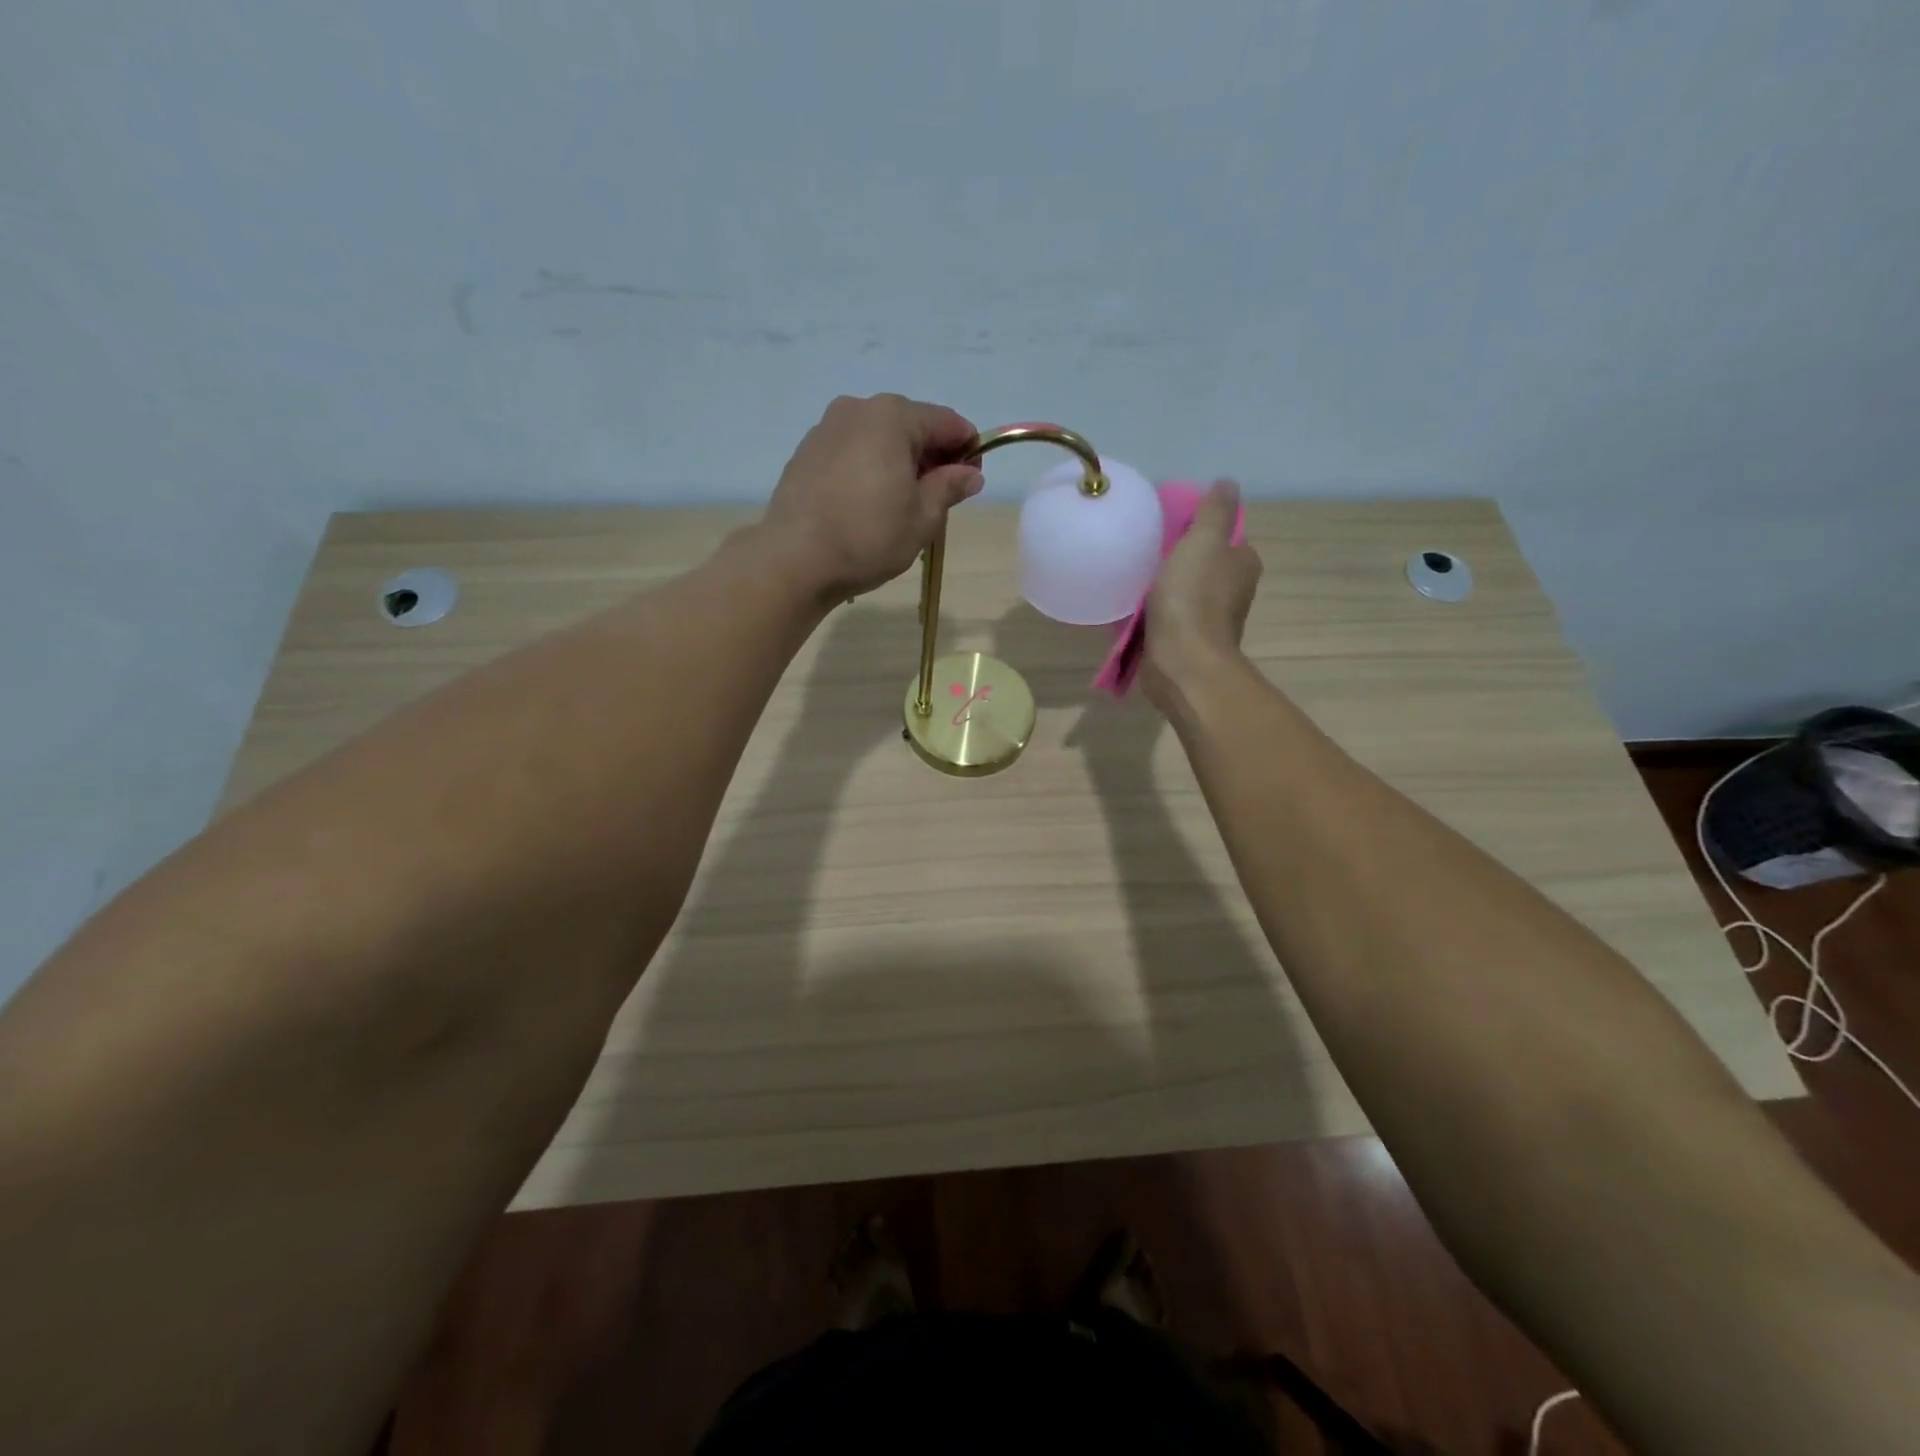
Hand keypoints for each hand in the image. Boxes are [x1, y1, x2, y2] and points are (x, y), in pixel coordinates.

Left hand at [762, 394, 983, 597]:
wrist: (795, 559)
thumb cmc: (869, 536)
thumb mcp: (923, 517)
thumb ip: (950, 487)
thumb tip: (970, 474)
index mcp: (893, 416)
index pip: (946, 422)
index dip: (967, 449)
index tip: (972, 480)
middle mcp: (857, 409)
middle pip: (910, 426)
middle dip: (930, 456)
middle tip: (938, 498)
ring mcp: (826, 428)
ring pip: (878, 438)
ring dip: (897, 462)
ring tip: (900, 505)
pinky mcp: (805, 453)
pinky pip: (851, 452)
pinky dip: (868, 468)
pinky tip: (867, 504)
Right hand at [1141, 480, 1262, 714]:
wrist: (1181, 662)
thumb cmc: (1193, 598)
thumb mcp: (1204, 541)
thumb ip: (1214, 511)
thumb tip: (1227, 483)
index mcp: (1242, 565)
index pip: (1225, 535)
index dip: (1200, 526)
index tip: (1170, 523)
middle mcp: (1231, 592)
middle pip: (1202, 563)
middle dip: (1178, 556)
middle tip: (1145, 545)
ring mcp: (1207, 619)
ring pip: (1183, 591)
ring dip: (1162, 585)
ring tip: (1132, 573)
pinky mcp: (1183, 641)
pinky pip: (1166, 617)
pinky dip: (1152, 611)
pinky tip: (1130, 606)